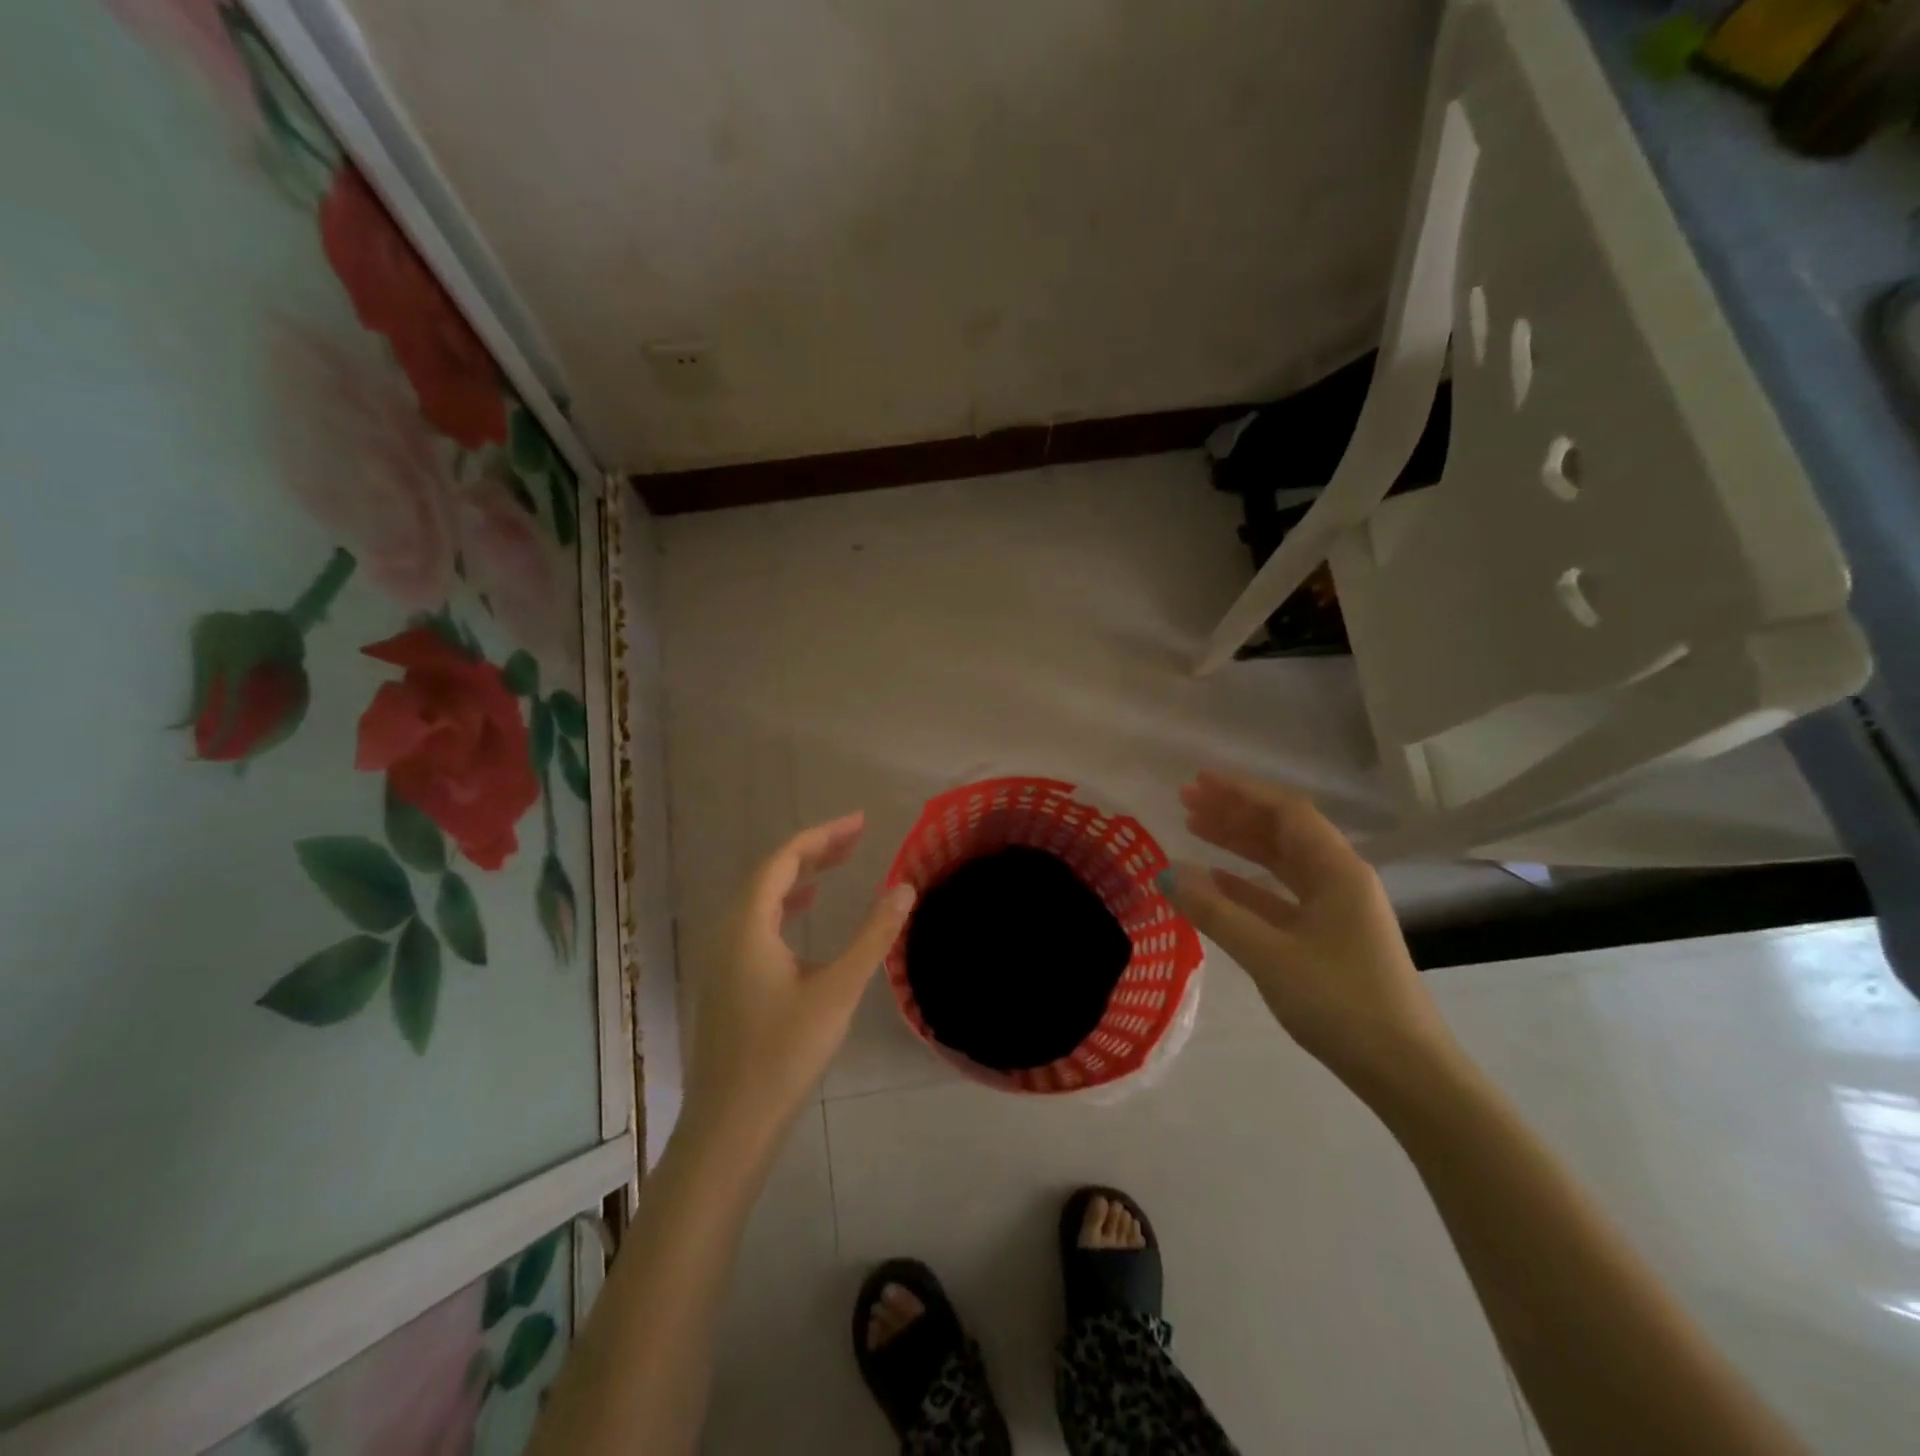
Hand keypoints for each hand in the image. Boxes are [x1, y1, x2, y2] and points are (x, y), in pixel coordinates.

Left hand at [682, 813, 915, 1150]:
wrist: (731, 1125)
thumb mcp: (838, 990)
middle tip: (856, 839)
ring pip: (760, 899)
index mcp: (748, 925)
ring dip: (798, 877)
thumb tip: (905, 888)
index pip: (784, 859)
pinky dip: (784, 906)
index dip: (823, 835)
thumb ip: (873, 936)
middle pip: (769, 874)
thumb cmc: (785, 1053)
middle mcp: (727, 932)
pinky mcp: (725, 981)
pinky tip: (803, 916)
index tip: (861, 822)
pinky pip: (755, 923)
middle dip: (813, 852)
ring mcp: (721, 958)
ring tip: (836, 866)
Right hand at [1158, 772, 1458, 1098]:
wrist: (1405, 1071)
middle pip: (1282, 831)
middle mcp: (1340, 879)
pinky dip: (1248, 883)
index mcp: (1337, 871)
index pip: (1286, 812)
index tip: (1198, 783)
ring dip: (1239, 844)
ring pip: (1281, 862)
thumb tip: (1167, 874)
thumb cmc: (1340, 1002)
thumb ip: (1216, 913)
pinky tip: (1217, 881)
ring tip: (1194, 829)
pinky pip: (1282, 895)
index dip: (1241, 792)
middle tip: (1185, 802)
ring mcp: (1336, 910)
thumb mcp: (1270, 955)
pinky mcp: (1329, 938)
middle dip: (1234, 813)